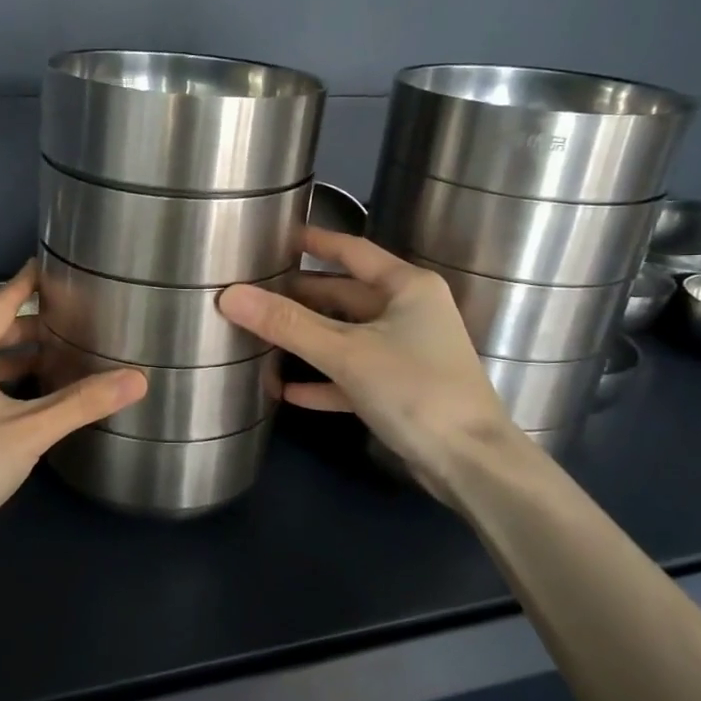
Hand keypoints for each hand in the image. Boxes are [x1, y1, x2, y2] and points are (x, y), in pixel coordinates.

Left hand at [0, 262, 147, 535]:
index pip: (1, 303)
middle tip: (72, 322)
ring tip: (61, 361)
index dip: (27, 283)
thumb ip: (82, 403)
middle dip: (31, 327)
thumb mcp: (30, 430)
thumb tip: (137, 378)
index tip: (48, 264)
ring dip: (20, 360)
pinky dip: (7, 386)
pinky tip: (32, 404)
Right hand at [218, 229, 524, 502]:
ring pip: (347, 335)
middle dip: (300, 296)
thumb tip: (229, 295)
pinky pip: (353, 375)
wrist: (471, 463)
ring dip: (308, 339)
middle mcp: (410, 312)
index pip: (352, 251)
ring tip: (260, 335)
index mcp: (407, 287)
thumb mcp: (345, 353)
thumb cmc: (414, 390)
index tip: (275, 237)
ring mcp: (407, 352)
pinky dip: (323, 380)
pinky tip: (287, 391)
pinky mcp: (402, 389)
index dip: (314, 242)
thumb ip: (287, 324)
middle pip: (345, 295)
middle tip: (254, 293)